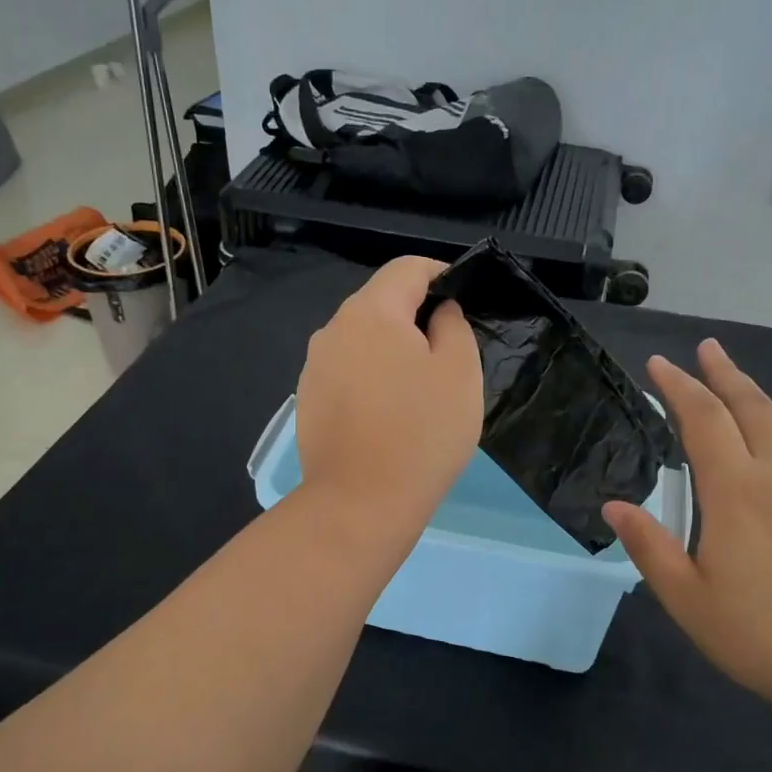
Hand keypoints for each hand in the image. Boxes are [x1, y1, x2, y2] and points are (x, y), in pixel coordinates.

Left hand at [295, 256, 482, 535]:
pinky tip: (388, 415)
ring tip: (419, 390)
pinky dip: (371, 379)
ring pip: (362, 341)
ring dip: (391, 351)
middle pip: (380, 304)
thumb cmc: (421, 432)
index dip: (440, 274)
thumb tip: (438, 312)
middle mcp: (333, 329)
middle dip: (415, 317)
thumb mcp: (460, 372)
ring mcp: (314, 367)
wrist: (359, 503)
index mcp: (371, 312)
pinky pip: (347, 373)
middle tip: (448, 354)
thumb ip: (453, 326)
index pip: (407, 268)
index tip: (463, 299)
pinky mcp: (308, 401)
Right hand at [604, 340, 771, 704]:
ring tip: (738, 380)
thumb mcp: (687, 598)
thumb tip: (614, 506)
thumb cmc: (760, 634)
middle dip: (724, 372)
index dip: (679, 387)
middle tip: (706, 348)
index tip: (659, 364)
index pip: (704, 419)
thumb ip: (649, 546)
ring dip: (757, 393)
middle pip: (751, 405)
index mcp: (736, 491)